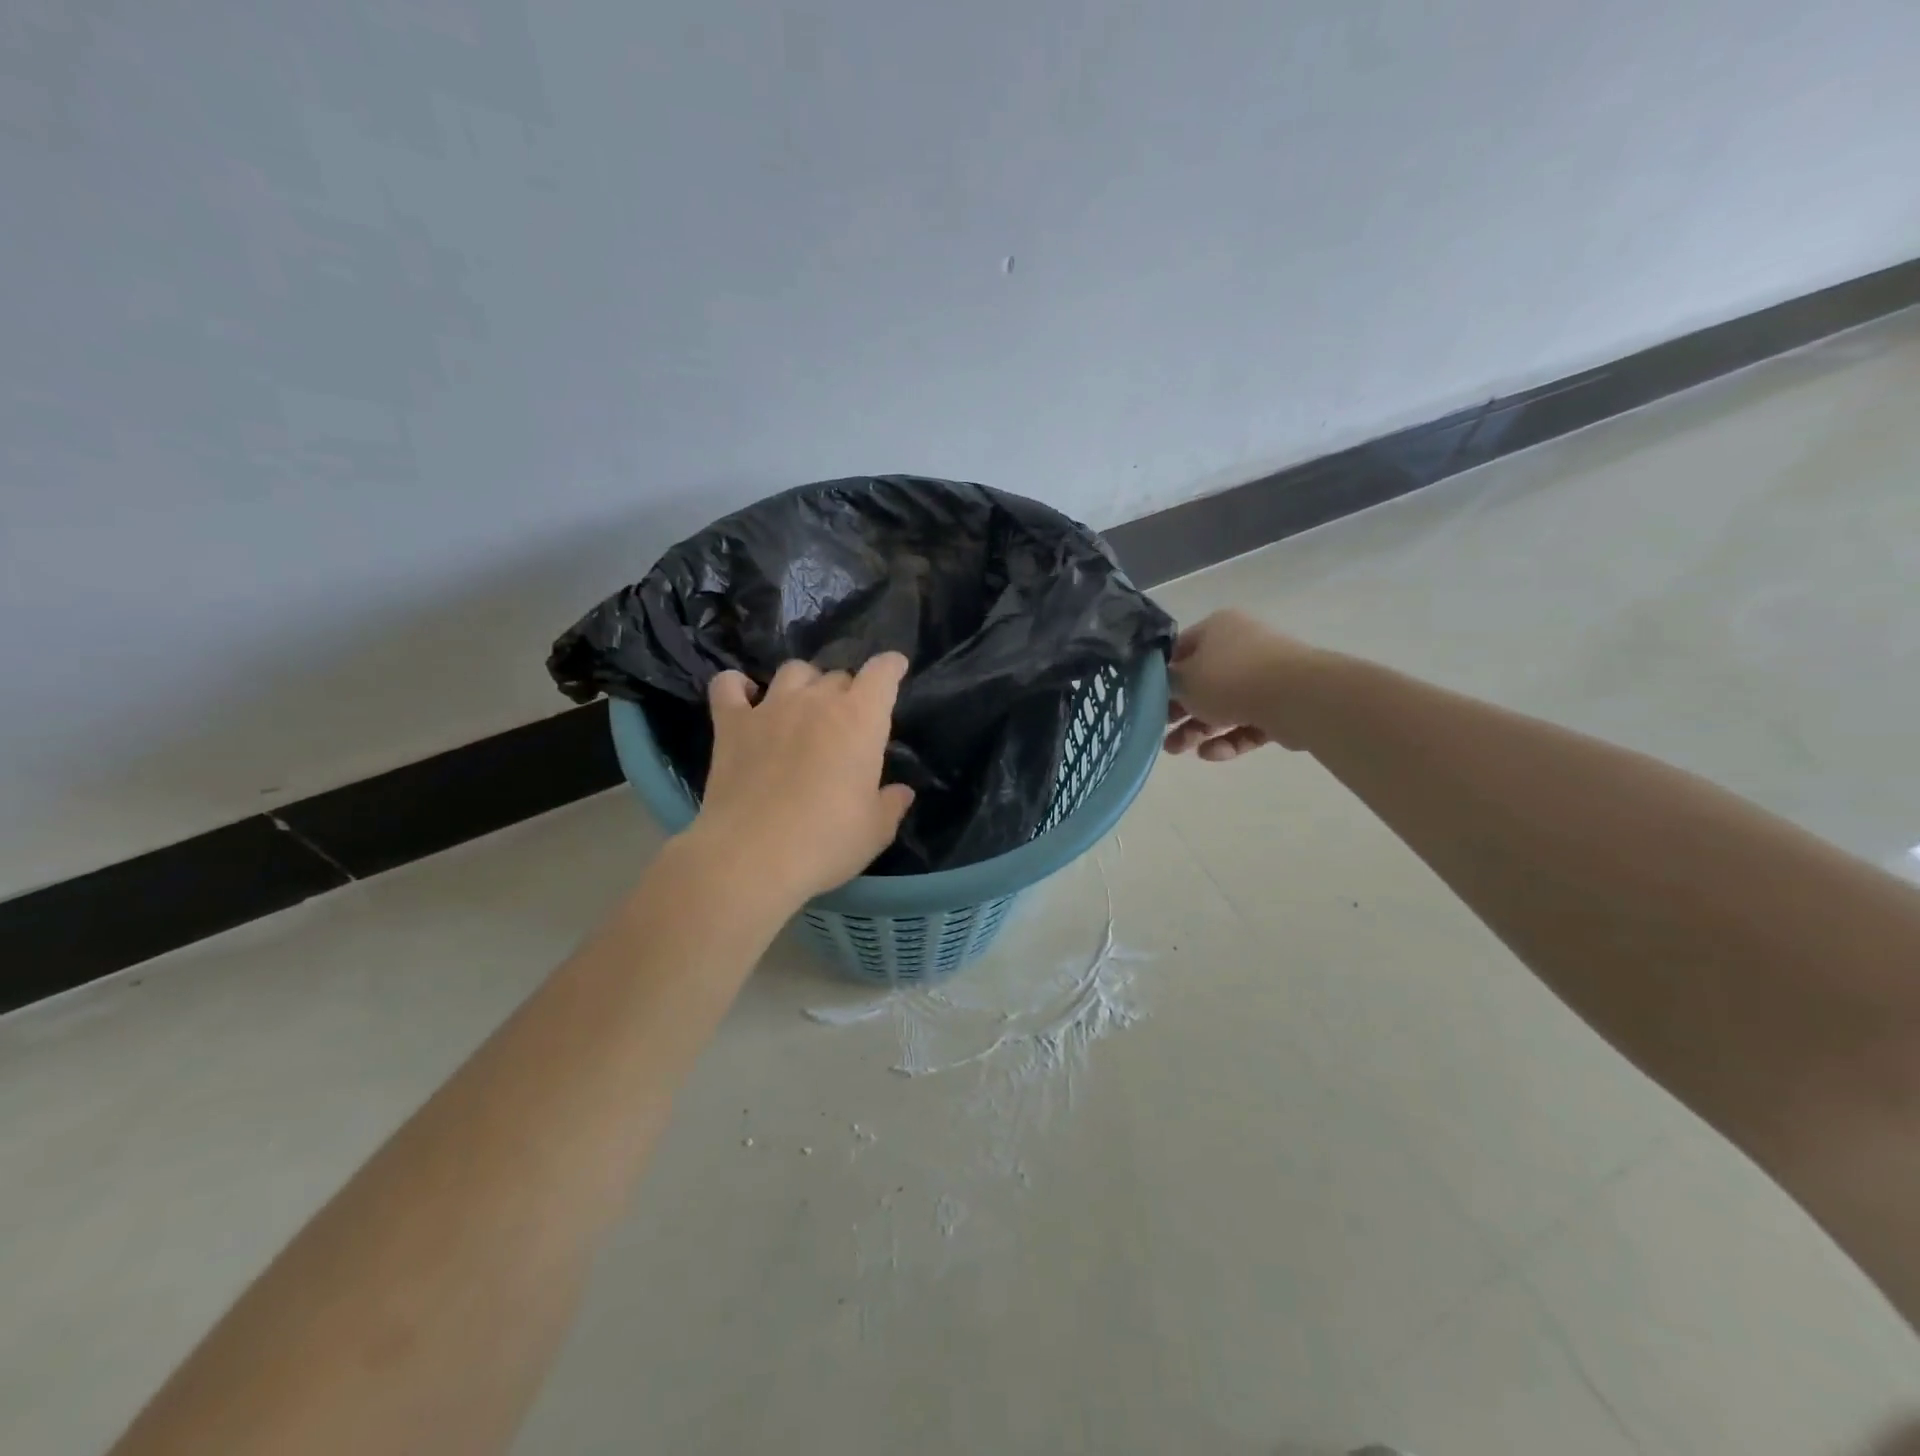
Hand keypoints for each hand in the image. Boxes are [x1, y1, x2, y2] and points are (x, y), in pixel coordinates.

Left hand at [689, 654, 915, 906]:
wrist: (751, 857)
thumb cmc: (826, 842)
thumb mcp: (875, 830)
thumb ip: (891, 804)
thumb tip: (902, 792)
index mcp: (860, 720)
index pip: (882, 673)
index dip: (891, 667)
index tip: (895, 669)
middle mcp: (815, 702)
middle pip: (837, 675)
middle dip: (848, 691)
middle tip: (848, 721)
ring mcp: (769, 708)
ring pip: (793, 671)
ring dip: (804, 683)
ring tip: (804, 705)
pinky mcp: (730, 725)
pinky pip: (729, 685)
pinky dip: (738, 686)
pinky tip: (745, 698)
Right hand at [1163, 609, 1317, 758]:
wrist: (1296, 697)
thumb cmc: (1230, 679)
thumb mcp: (1183, 680)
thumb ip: (1166, 683)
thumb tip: (1162, 685)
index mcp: (1218, 628)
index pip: (1181, 650)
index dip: (1163, 675)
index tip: (1149, 699)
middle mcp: (1242, 646)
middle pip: (1203, 681)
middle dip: (1179, 711)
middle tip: (1160, 732)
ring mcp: (1265, 676)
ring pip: (1224, 705)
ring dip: (1198, 729)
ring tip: (1178, 751)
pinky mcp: (1281, 706)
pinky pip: (1248, 722)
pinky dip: (1229, 739)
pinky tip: (1212, 754)